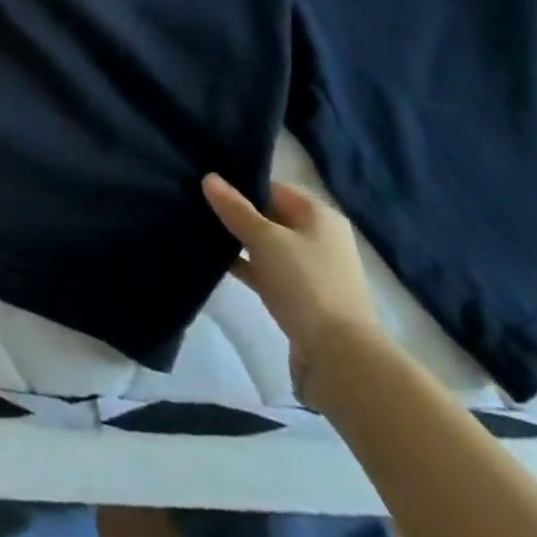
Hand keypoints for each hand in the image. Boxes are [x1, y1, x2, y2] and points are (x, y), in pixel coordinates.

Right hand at [203, 175, 379, 403]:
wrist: (339, 359)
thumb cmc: (305, 284)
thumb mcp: (265, 239)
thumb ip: (235, 208)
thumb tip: (209, 177)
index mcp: (319, 215)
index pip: (273, 187)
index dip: (241, 184)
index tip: (206, 183)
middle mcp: (318, 238)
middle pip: (270, 215)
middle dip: (237, 212)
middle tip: (196, 204)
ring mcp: (310, 271)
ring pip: (266, 246)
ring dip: (239, 241)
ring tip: (199, 229)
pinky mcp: (300, 298)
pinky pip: (267, 272)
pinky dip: (246, 267)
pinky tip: (215, 263)